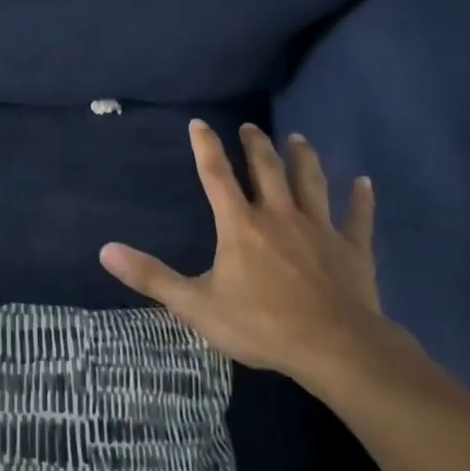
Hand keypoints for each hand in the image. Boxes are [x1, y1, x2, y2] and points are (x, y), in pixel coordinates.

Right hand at [99, 122, 416, 395]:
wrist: (334, 347)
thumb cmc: (261, 325)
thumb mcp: (195, 305)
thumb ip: (151, 277)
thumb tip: (105, 250)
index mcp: (240, 226)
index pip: (217, 176)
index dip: (206, 148)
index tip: (200, 123)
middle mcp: (279, 216)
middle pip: (267, 170)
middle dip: (257, 146)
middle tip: (251, 127)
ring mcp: (319, 230)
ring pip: (312, 183)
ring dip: (304, 159)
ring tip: (298, 138)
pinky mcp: (352, 249)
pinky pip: (357, 218)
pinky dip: (360, 199)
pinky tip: (364, 182)